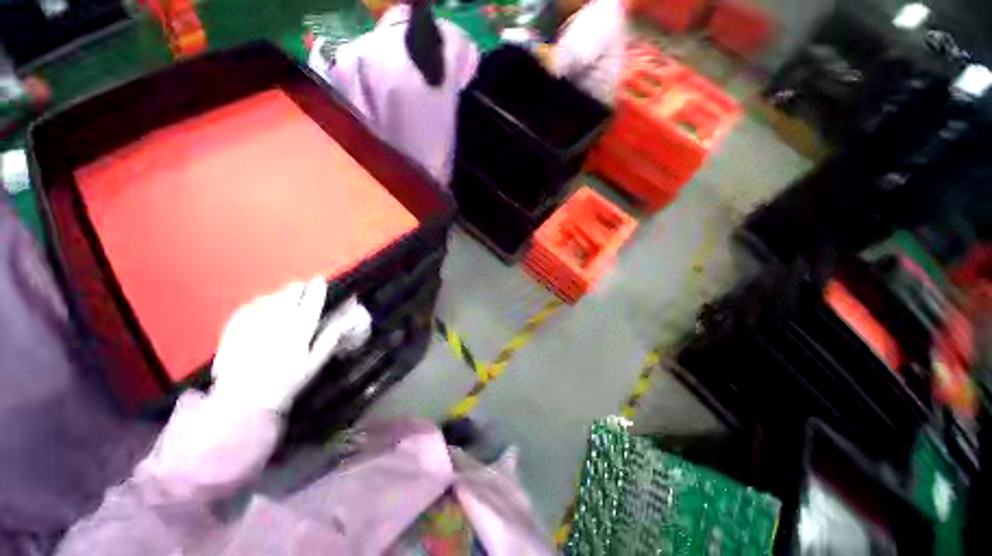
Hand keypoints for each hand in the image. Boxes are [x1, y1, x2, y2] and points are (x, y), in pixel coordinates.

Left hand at [210, 278, 371, 411]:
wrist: (244, 400)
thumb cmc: (286, 382)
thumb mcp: (315, 362)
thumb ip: (330, 337)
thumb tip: (347, 319)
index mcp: (299, 329)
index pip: (311, 301)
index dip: (317, 288)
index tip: (320, 280)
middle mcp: (277, 321)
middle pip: (289, 295)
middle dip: (297, 288)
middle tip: (302, 286)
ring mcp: (254, 323)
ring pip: (270, 298)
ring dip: (280, 293)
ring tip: (284, 294)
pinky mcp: (235, 328)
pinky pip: (248, 307)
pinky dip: (258, 302)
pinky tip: (260, 304)